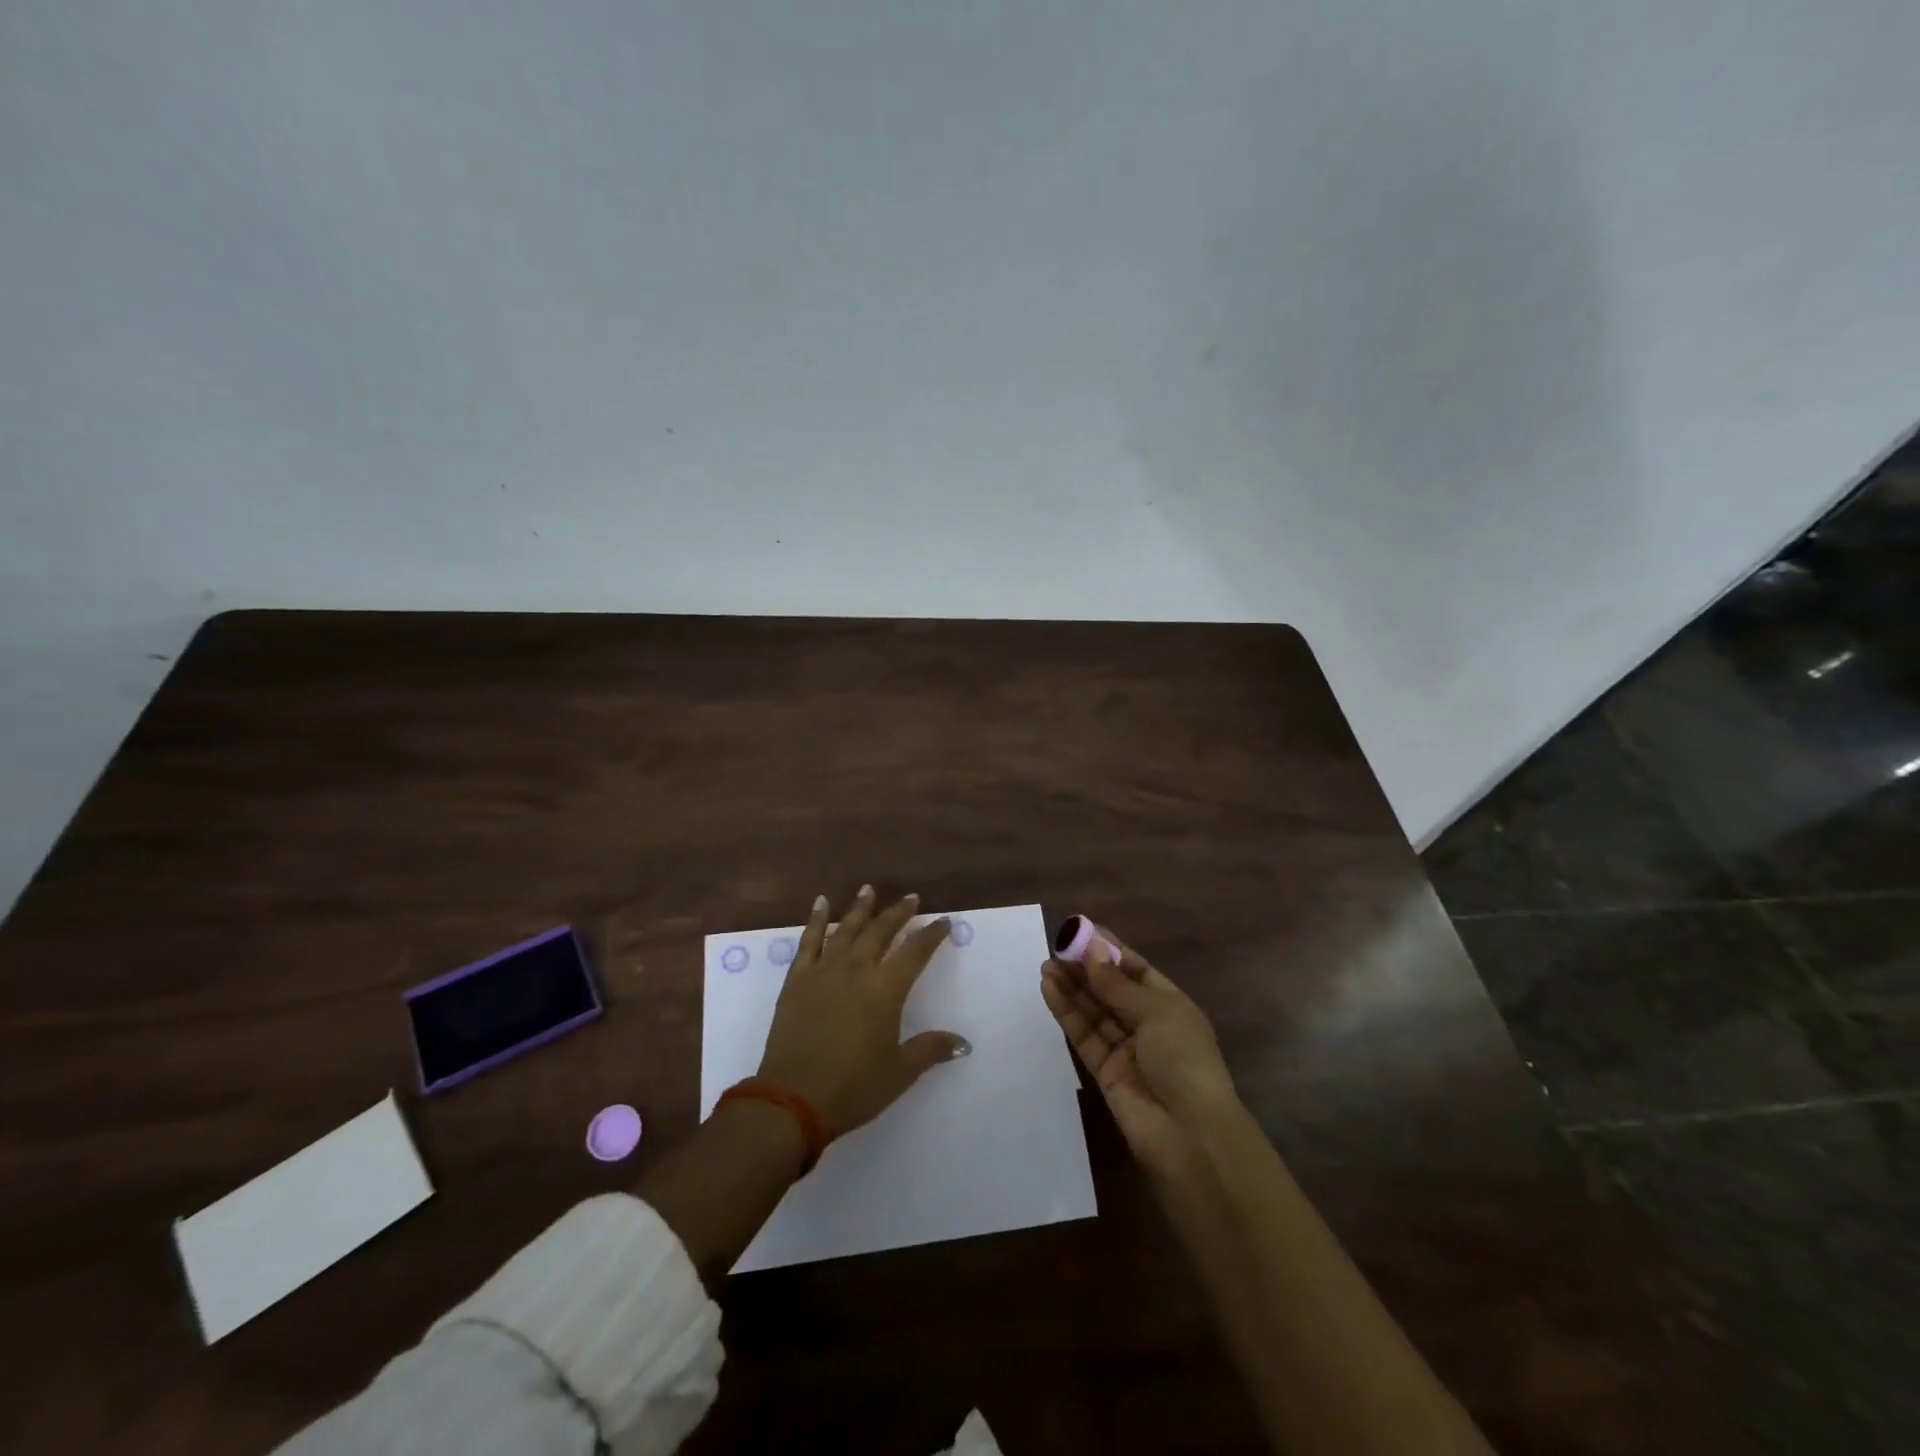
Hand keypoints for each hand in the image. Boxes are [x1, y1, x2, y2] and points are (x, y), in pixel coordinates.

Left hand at [756, 886, 968, 1138]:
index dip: (931, 935)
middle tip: (911, 898)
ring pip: (845, 929)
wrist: (792, 1100)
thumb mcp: (899, 1073)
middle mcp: (856, 970)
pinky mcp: (797, 980)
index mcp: (885, 990)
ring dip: (860, 908)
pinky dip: (815, 920)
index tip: (943, 921)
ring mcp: (824, 972)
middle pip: (881, 931)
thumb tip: (963, 1043)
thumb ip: (930, 1050)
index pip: (915, 952)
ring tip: (869, 889)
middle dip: (898, 913)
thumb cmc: (853, 1088)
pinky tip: (821, 904)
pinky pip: (808, 941)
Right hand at [1041, 926, 1236, 1179]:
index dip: (1110, 950)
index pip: (1136, 970)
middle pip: (1111, 989)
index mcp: (1170, 1005)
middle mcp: (1148, 1024)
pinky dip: (1067, 1012)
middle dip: (1085, 968)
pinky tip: (1049, 988)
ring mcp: (1125, 1049)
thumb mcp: (1156, 1012)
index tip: (1082, 931)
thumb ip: (1117, 983)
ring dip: (1071, 987)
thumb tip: (1092, 949)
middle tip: (1056, 947)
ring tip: (1046, 964)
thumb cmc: (1183, 1060)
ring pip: (1093, 1010)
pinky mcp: (1104, 1071)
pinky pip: (1083, 1034)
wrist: (1189, 1135)